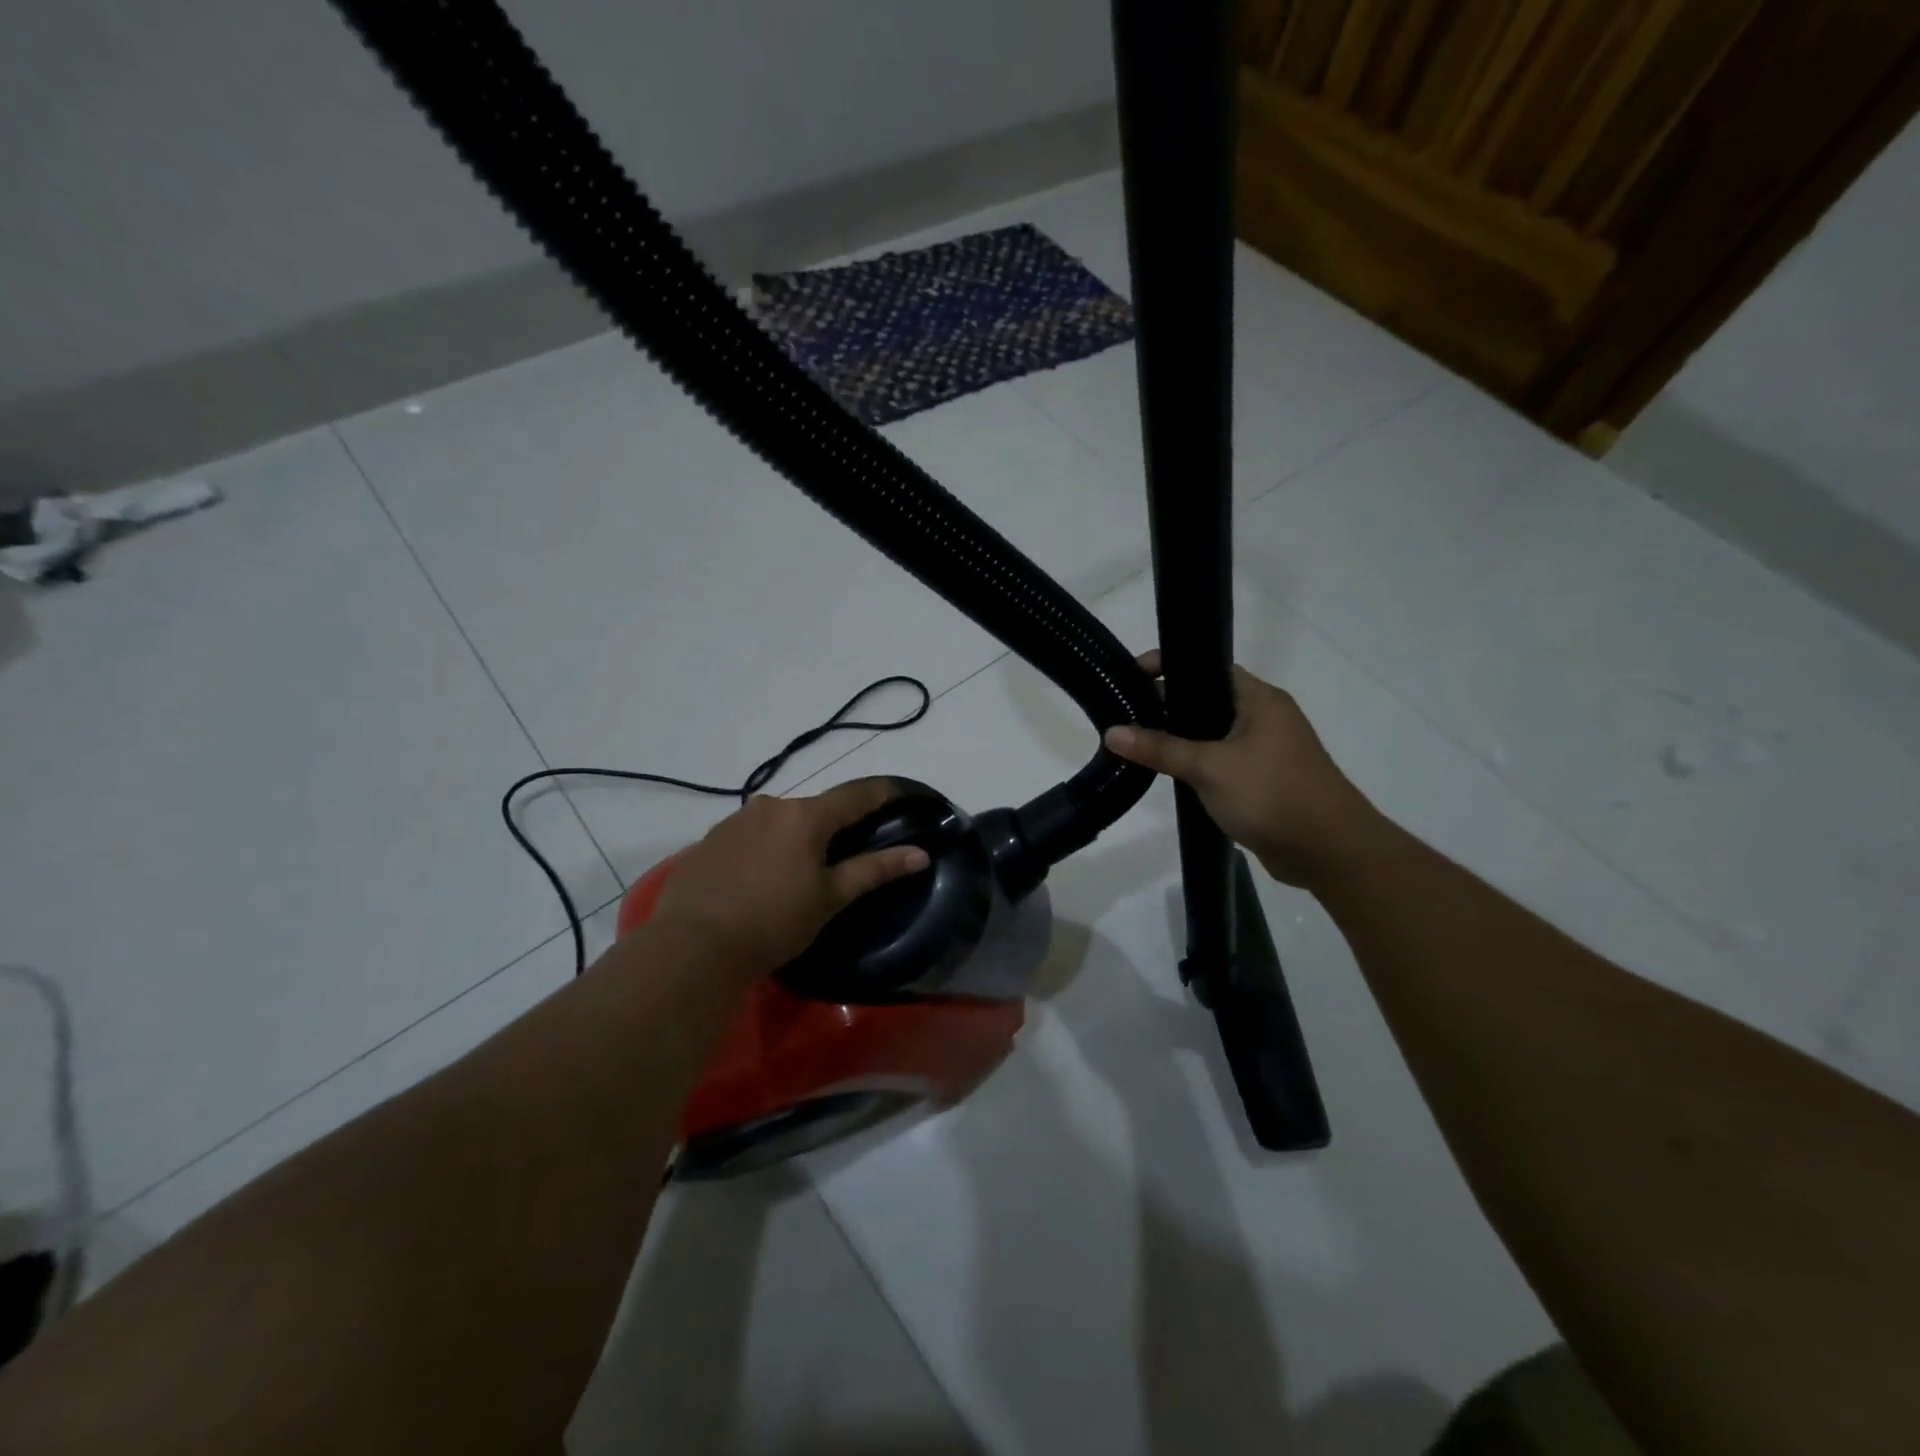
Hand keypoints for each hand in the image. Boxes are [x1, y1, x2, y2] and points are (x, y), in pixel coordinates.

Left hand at [650, 778, 928, 978]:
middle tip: (847, 853)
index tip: (901, 793)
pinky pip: (750, 836)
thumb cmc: (773, 922)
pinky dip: (765, 849)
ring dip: (795, 837)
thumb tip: (920, 854)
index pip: (855, 794)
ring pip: (779, 821)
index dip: (882, 792)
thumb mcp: (829, 898)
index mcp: (805, 815)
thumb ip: (874, 870)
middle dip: (834, 825)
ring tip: (799, 872)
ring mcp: (734, 821)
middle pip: (815, 808)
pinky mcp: (708, 841)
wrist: (692, 948)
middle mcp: (770, 806)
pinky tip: (760, 879)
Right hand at [1104, 652, 1378, 886]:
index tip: (1130, 675)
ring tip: (1135, 741)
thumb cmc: (1272, 795)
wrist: (1329, 852)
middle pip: (1206, 700)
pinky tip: (1166, 772)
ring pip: (1211, 734)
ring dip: (1179, 738)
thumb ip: (1160, 749)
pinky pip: (1219, 761)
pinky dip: (1195, 763)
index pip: (1207, 668)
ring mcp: (1264, 751)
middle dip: (1167, 705)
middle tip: (1124, 712)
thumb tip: (1111, 732)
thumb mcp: (1209, 768)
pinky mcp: (1261, 780)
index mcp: (1259, 700)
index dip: (1169, 667)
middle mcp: (1264, 718)